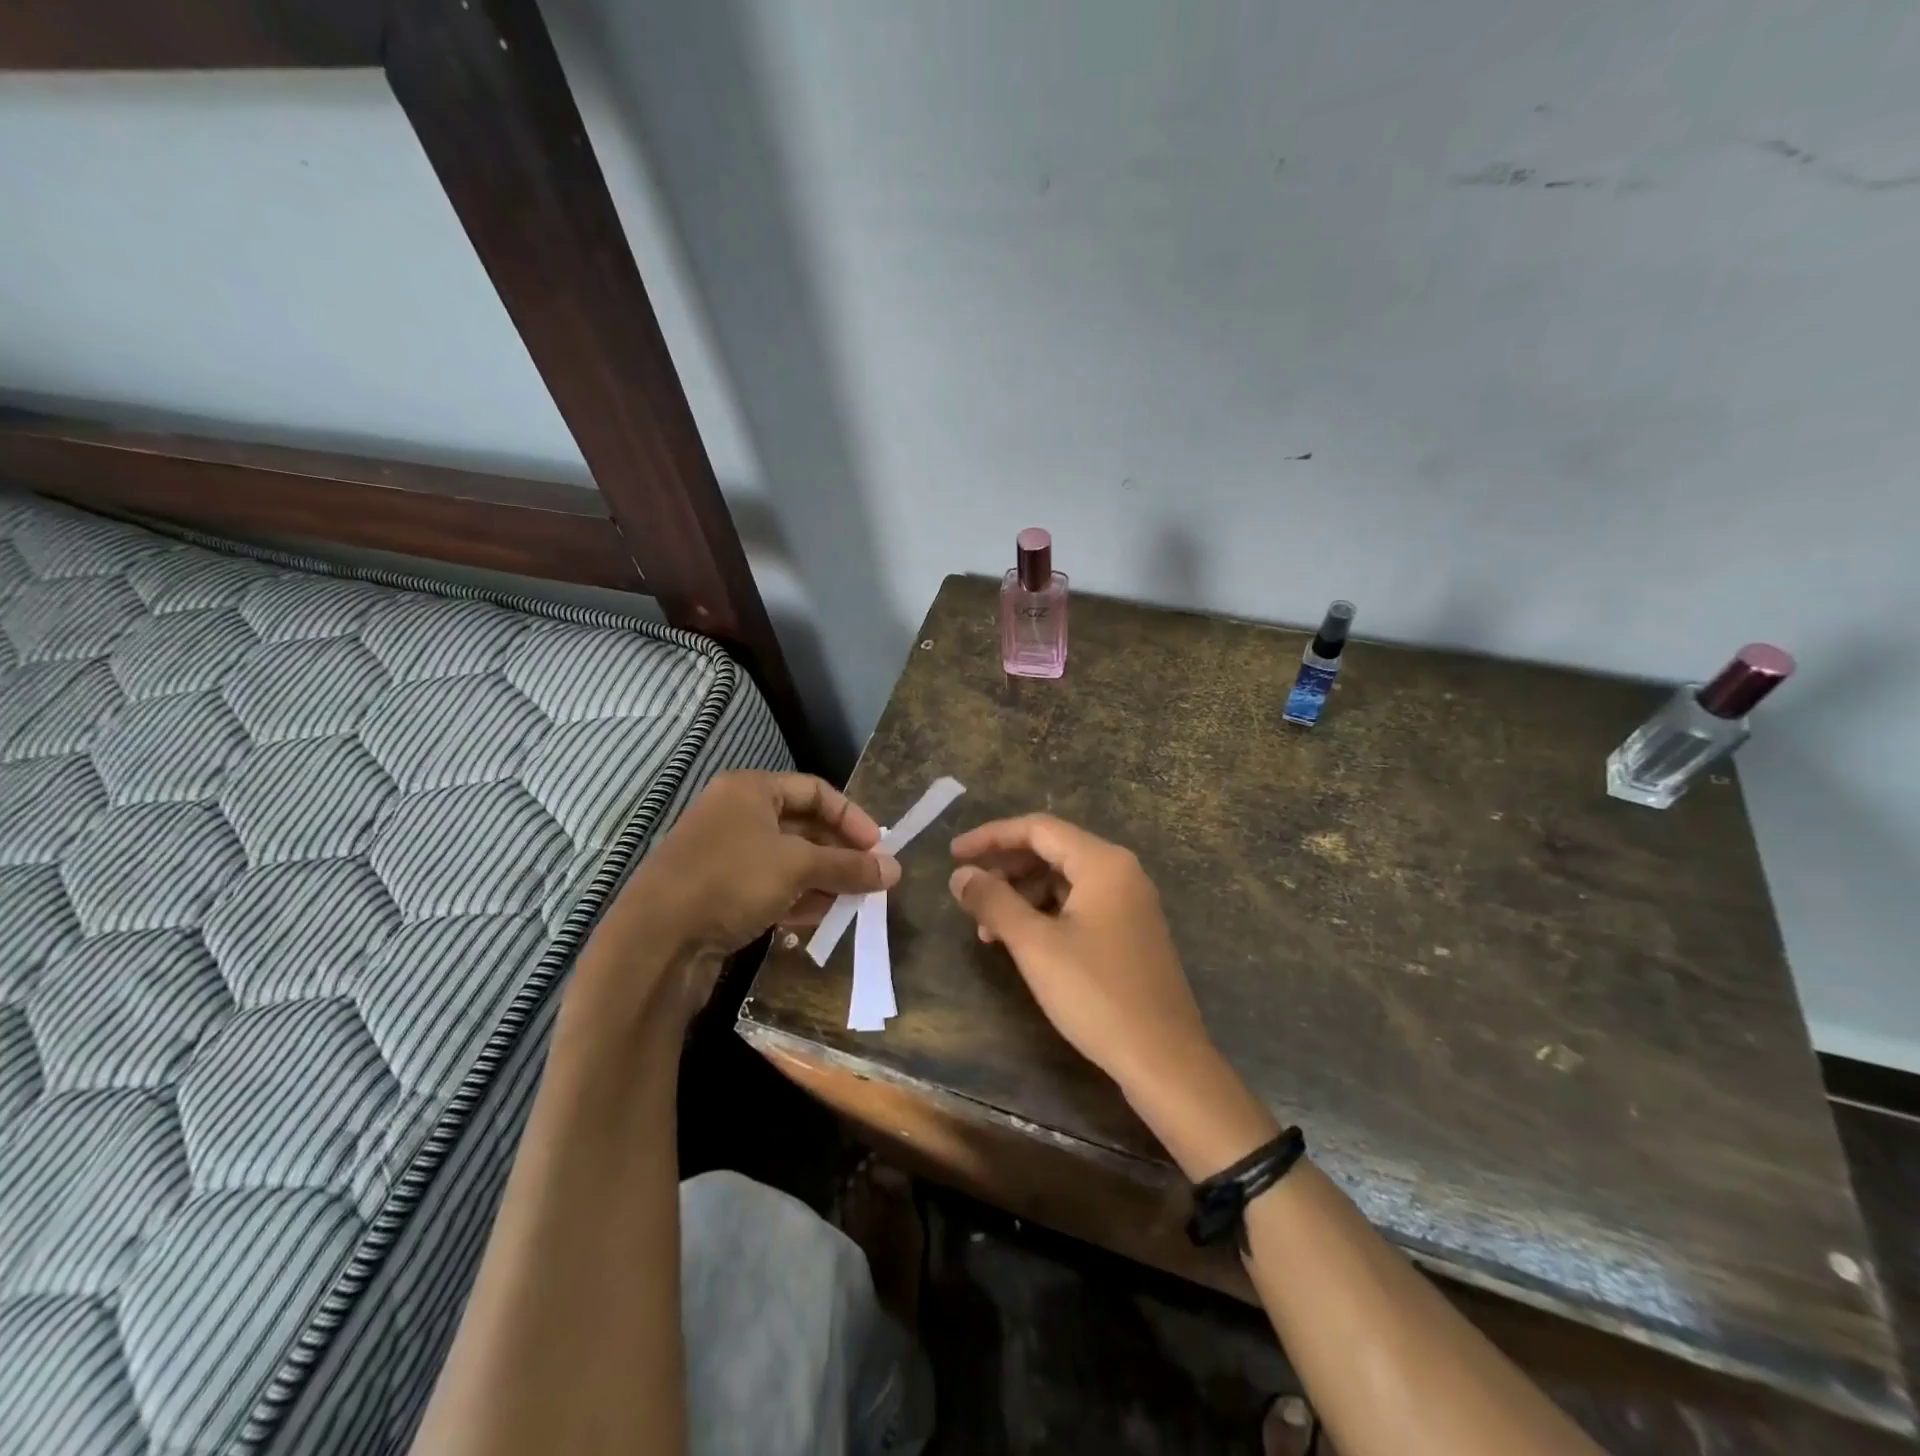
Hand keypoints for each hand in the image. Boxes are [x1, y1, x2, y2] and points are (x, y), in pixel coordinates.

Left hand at [585, 772, 898, 1022]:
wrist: (655, 943)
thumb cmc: (731, 882)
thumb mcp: (798, 868)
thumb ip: (848, 866)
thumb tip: (894, 870)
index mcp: (750, 790)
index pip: (816, 791)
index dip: (852, 817)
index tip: (878, 848)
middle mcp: (735, 814)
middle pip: (802, 826)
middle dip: (839, 853)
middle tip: (870, 879)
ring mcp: (723, 854)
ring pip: (787, 860)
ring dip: (822, 879)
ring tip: (852, 903)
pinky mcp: (717, 891)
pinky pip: (768, 886)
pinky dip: (796, 898)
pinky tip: (819, 919)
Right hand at [949, 814, 1276, 1178]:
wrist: (1164, 1058)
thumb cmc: (1096, 994)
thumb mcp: (1035, 945)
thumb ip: (994, 902)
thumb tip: (960, 875)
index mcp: (1103, 863)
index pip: (1038, 829)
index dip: (991, 837)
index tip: (953, 854)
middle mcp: (1121, 872)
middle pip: (1052, 851)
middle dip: (1005, 868)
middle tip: (967, 891)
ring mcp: (1129, 902)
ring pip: (1064, 880)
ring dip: (1021, 895)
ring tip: (986, 927)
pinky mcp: (1130, 931)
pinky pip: (1079, 904)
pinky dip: (1045, 914)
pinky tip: (1020, 941)